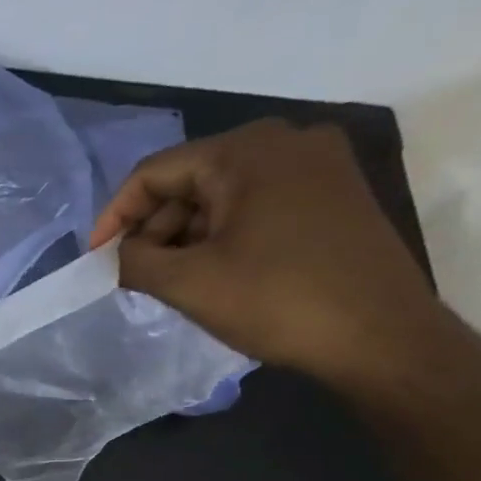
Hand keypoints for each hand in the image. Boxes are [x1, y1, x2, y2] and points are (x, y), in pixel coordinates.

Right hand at [88, 119, 456, 388]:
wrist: (383, 339)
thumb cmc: (277, 301)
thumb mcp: (186, 283)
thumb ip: (132, 261)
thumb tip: (112, 255)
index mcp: (248, 151)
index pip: (154, 173)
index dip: (115, 217)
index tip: (97, 259)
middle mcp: (288, 142)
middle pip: (190, 180)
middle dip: (154, 228)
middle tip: (134, 274)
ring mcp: (319, 167)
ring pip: (222, 195)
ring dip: (186, 236)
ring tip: (169, 281)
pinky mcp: (336, 196)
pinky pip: (256, 204)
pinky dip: (223, 235)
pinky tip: (212, 273)